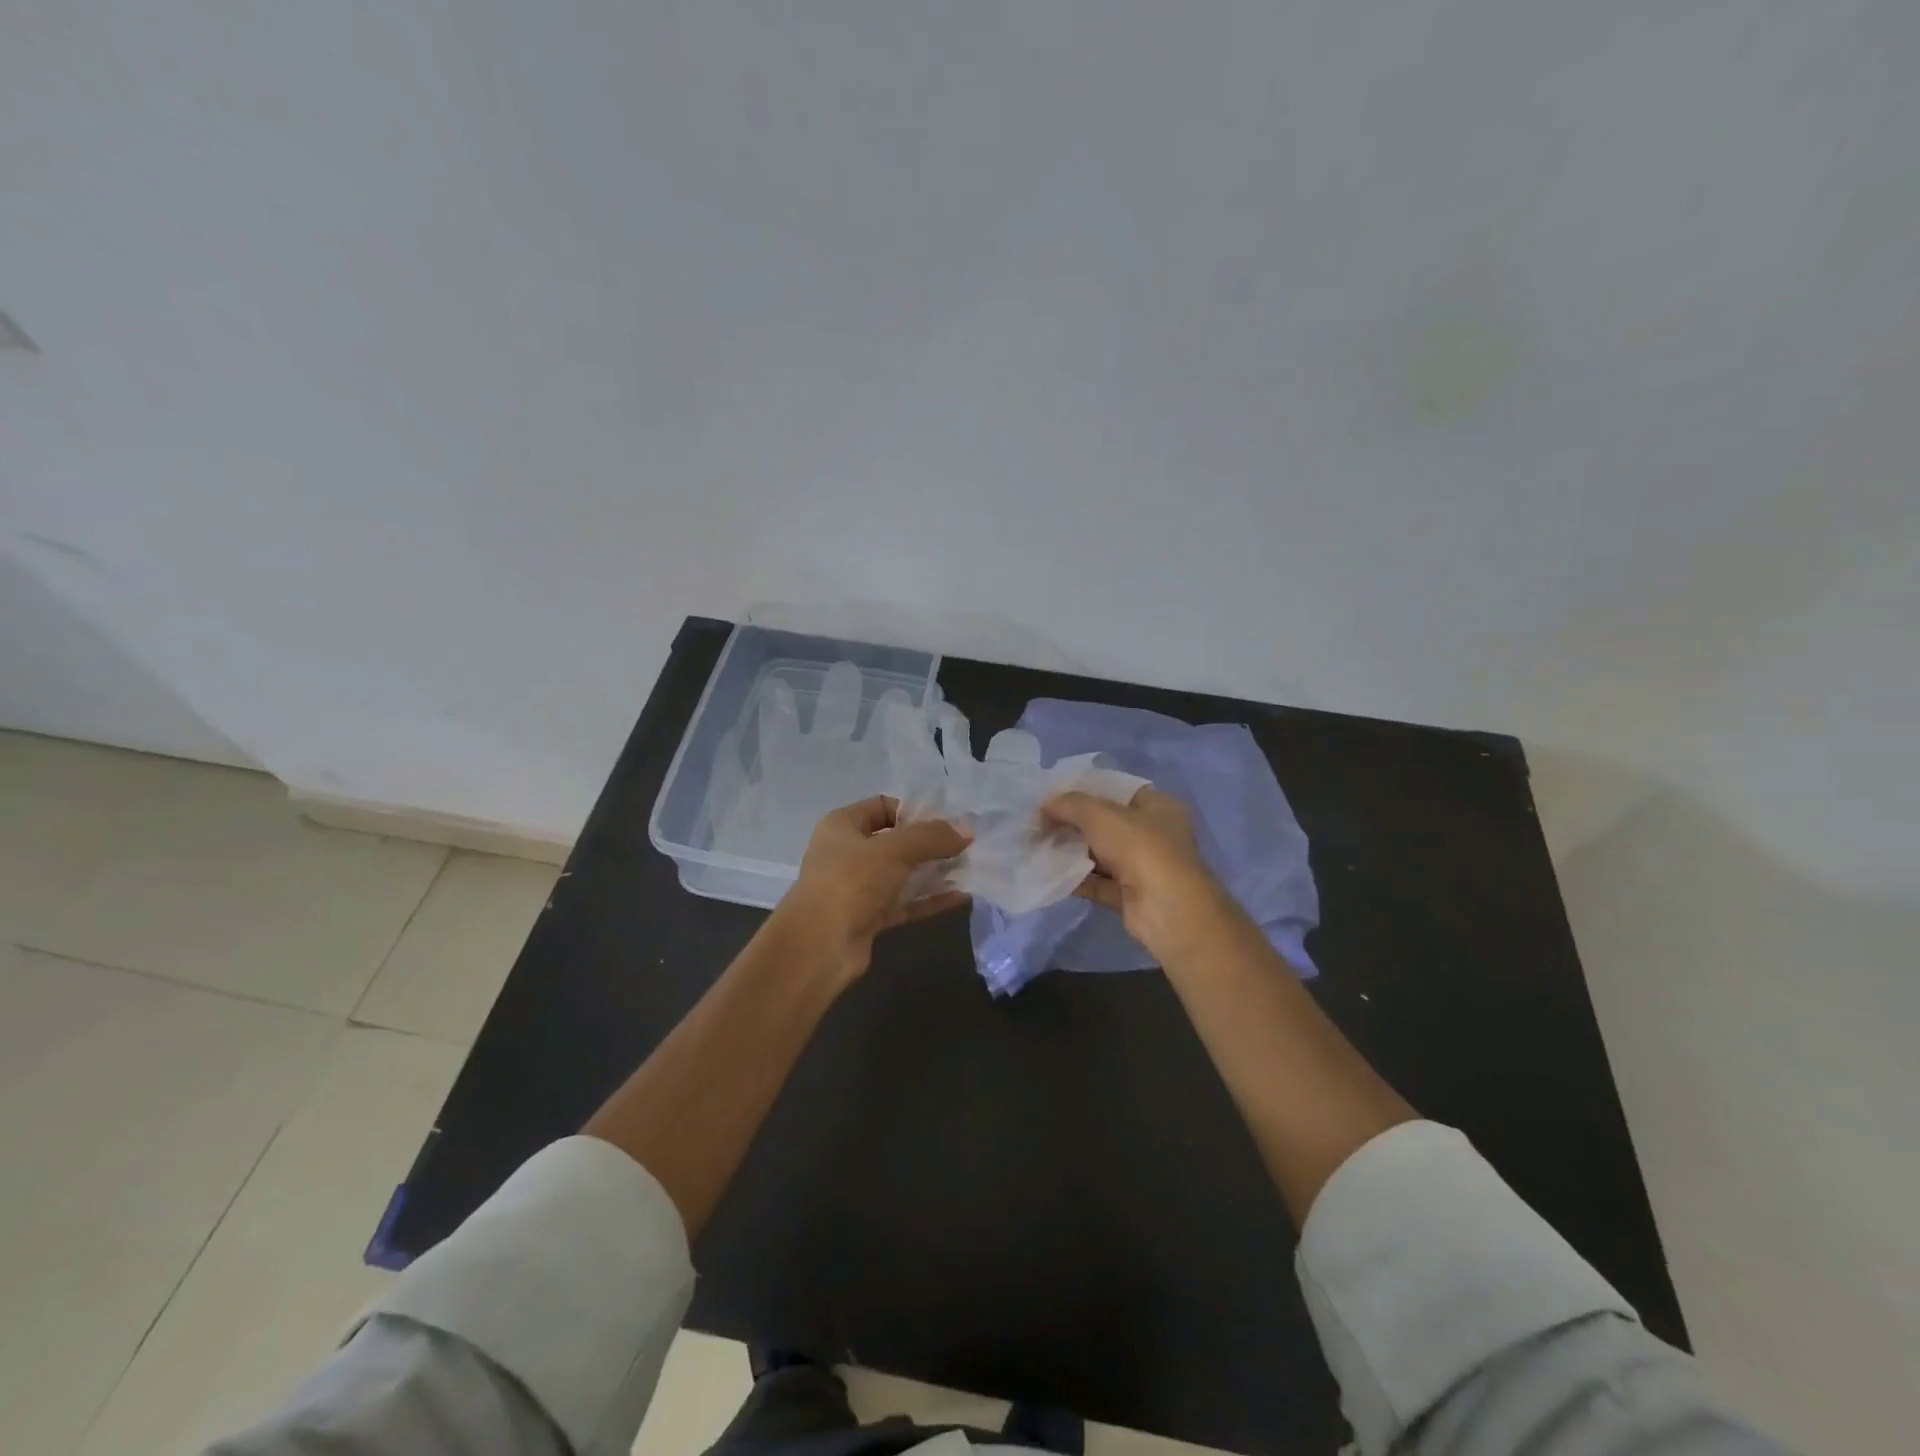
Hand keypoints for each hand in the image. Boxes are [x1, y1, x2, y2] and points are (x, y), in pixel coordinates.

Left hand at [774, 796, 970, 983]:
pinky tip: (960, 897)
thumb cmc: (851, 881)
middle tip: (965, 846)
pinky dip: (929, 899)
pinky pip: (905, 902)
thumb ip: (932, 837)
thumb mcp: (895, 849)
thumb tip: (968, 830)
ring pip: (902, 873)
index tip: (947, 822)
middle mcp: (848, 852)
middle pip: (896, 841)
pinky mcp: (869, 917)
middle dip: (930, 843)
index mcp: (843, 825)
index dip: (915, 811)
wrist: (820, 945)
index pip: (883, 806)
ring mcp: (858, 887)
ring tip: (969, 869)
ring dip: (933, 872)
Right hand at [1041, 786, 1227, 958]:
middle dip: (1074, 823)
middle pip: (1107, 823)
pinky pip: (1097, 882)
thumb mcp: (1099, 814)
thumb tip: (1044, 806)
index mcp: (1158, 806)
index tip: (1056, 794)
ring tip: (1039, 845)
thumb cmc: (1140, 847)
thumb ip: (1069, 805)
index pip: (1119, 790)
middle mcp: (1154, 834)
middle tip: (1041, 821)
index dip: (1087, 789)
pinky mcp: (1130, 896)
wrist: (1165, 908)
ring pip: (1101, 854)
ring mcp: (1143, 867)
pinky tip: (1049, 872)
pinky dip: (1076, 878)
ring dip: (1072, 851)